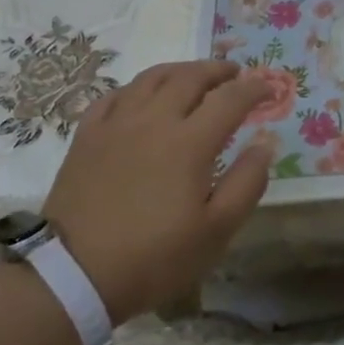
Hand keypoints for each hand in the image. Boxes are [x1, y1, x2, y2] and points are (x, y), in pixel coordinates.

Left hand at [39, 61, 274, 324]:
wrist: (74, 274)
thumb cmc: (154, 257)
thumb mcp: (216, 231)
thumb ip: (247, 182)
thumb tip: (265, 142)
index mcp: (189, 142)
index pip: (230, 99)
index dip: (254, 89)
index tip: (269, 90)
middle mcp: (154, 120)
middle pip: (190, 77)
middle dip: (218, 70)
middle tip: (235, 73)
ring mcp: (116, 124)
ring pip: (151, 78)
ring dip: (180, 70)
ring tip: (193, 76)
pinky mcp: (87, 136)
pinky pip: (115, 95)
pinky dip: (137, 87)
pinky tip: (142, 96)